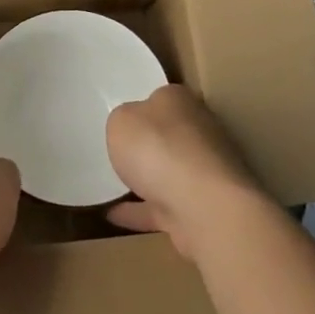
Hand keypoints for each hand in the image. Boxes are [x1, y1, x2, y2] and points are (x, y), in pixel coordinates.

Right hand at [106, 86, 266, 258]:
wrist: (202, 207)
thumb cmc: (157, 148)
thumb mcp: (121, 121)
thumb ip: (123, 120)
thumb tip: (131, 126)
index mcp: (180, 102)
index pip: (161, 98)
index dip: (141, 106)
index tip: (123, 120)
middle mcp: (198, 131)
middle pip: (169, 135)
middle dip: (149, 143)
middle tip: (117, 151)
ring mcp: (203, 173)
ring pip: (169, 172)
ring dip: (146, 180)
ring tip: (111, 186)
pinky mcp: (201, 208)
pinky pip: (162, 207)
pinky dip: (139, 212)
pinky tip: (112, 216)